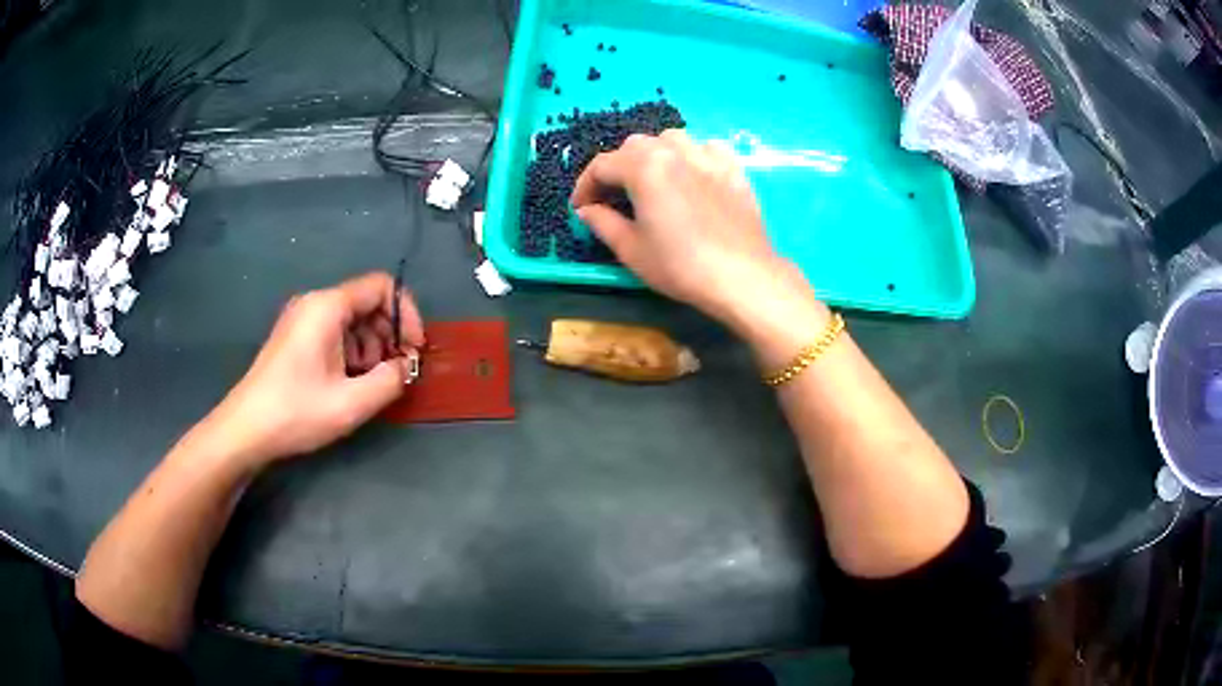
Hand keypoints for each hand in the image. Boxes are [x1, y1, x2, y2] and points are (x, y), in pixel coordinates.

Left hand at [199, 272, 424, 468]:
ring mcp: (302, 319)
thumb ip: (390, 380)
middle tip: (397, 371)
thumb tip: (405, 366)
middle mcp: (314, 303)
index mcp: (327, 307)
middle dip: (389, 335)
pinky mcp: (295, 337)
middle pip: (367, 303)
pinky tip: (350, 383)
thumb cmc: (297, 412)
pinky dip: (352, 352)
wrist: (246, 429)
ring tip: (372, 383)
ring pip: (352, 320)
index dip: (407, 314)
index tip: (414, 350)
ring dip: (371, 347)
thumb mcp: (351, 403)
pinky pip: (335, 333)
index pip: (381, 287)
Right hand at [571, 130, 812, 330]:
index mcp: (644, 167)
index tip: (581, 208)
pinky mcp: (733, 168)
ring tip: (652, 180)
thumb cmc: (680, 266)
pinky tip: (691, 175)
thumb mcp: (631, 249)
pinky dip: (691, 156)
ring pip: (671, 140)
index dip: (585, 186)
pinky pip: (706, 148)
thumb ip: (602, 222)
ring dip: (653, 155)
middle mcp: (674, 151)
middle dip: (617, 168)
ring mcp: (707, 156)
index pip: (602, 165)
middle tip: (613, 197)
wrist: (741, 276)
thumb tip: (586, 210)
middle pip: (634, 146)